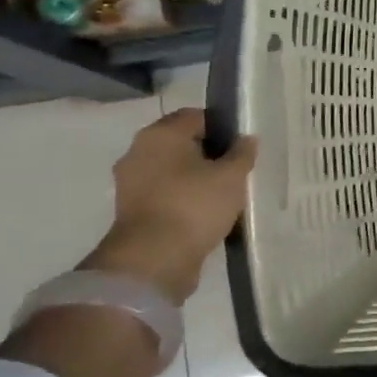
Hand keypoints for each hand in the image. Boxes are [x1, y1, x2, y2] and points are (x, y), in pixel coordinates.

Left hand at [80, 108, 256, 302]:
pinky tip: (205, 212)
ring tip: (224, 194)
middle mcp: (138, 151)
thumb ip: (242, 153)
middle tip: (235, 170)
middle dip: (208, 154)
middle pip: (182, 143)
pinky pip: (164, 194)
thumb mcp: (232, 176)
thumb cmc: (194, 205)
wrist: (153, 260)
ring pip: (172, 170)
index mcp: (161, 134)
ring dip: (194, 178)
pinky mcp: (131, 211)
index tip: (242, 147)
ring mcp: (130, 183)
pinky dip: (182, 199)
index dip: (223, 127)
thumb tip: (245, 139)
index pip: (197, 116)